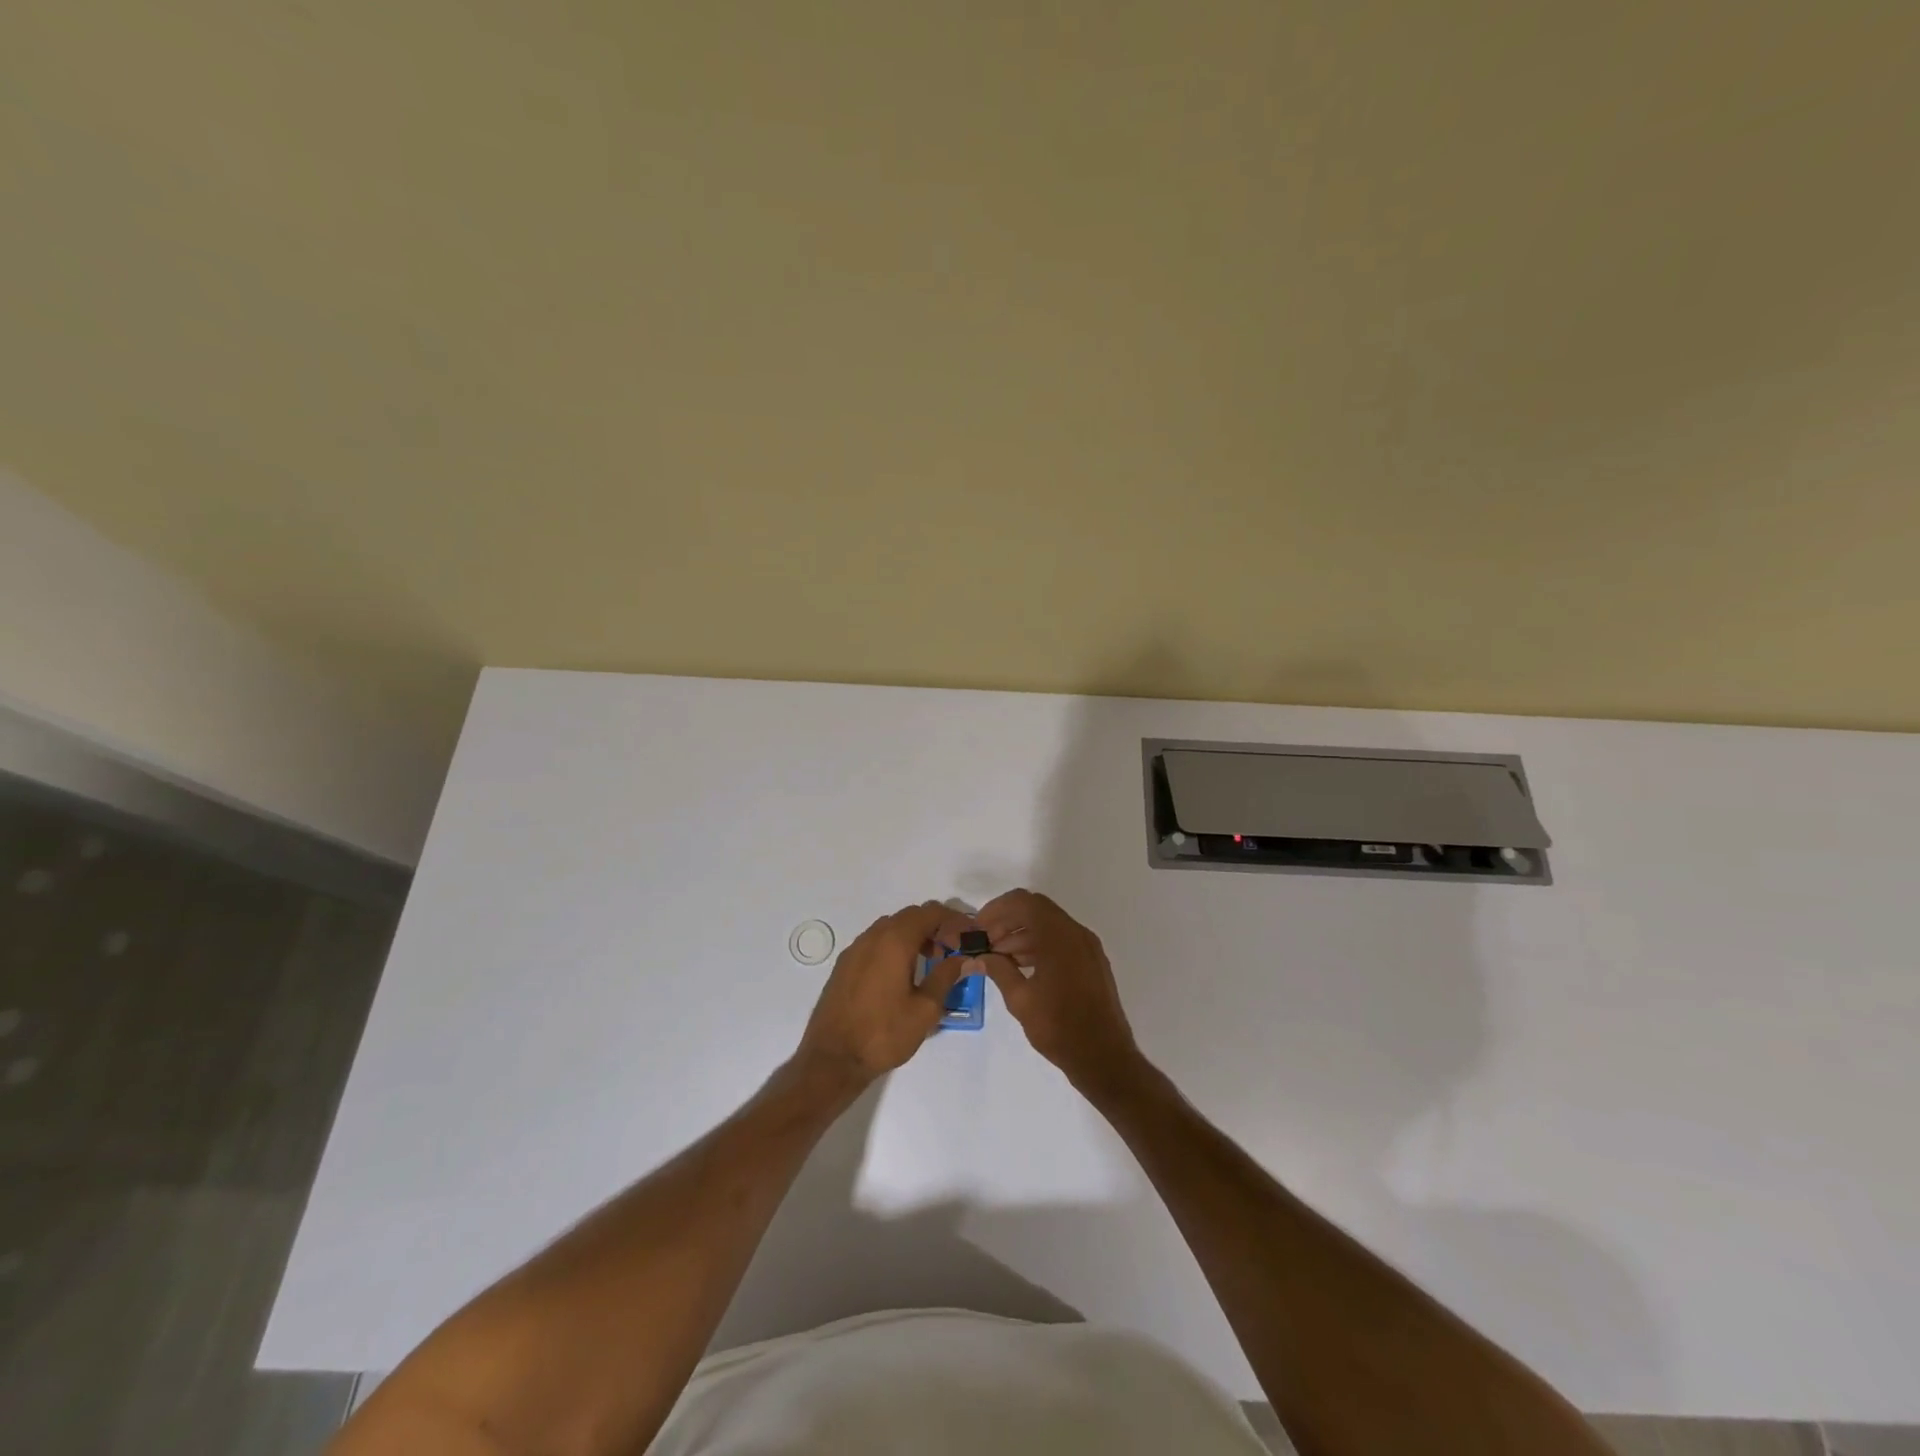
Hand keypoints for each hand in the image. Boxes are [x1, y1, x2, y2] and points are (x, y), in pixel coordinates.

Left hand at [796, 902, 970, 1086]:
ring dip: (914, 935)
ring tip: (929, 962)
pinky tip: (901, 974)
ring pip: (891, 927)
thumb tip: (966, 958)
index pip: (930, 912)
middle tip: (952, 949)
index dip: (953, 919)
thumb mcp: (925, 1009)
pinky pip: (875, 942)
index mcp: (895, 941)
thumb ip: (946, 976)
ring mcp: (855, 949)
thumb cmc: (884, 1033)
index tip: (968, 936)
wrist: (832, 1058)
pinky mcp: (844, 965)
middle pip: (910, 916)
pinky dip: (894, 946)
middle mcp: (873, 936)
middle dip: (934, 926)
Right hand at [974, 889, 1141, 1094]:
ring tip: (997, 958)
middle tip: (984, 942)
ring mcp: (1087, 947)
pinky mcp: (1092, 962)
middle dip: (1007, 921)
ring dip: (1021, 935)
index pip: (1023, 902)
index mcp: (1059, 936)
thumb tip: (978, 957)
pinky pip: (1061, 941)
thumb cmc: (1060, 1028)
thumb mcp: (1020, 1000)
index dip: (997, 909)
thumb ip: (998, 970)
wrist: (1105, 1058)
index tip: (978, 928)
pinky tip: (1020, 967)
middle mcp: (1076, 933)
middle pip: (1036, 910)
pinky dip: (1038, 945)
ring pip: (1048, 925)